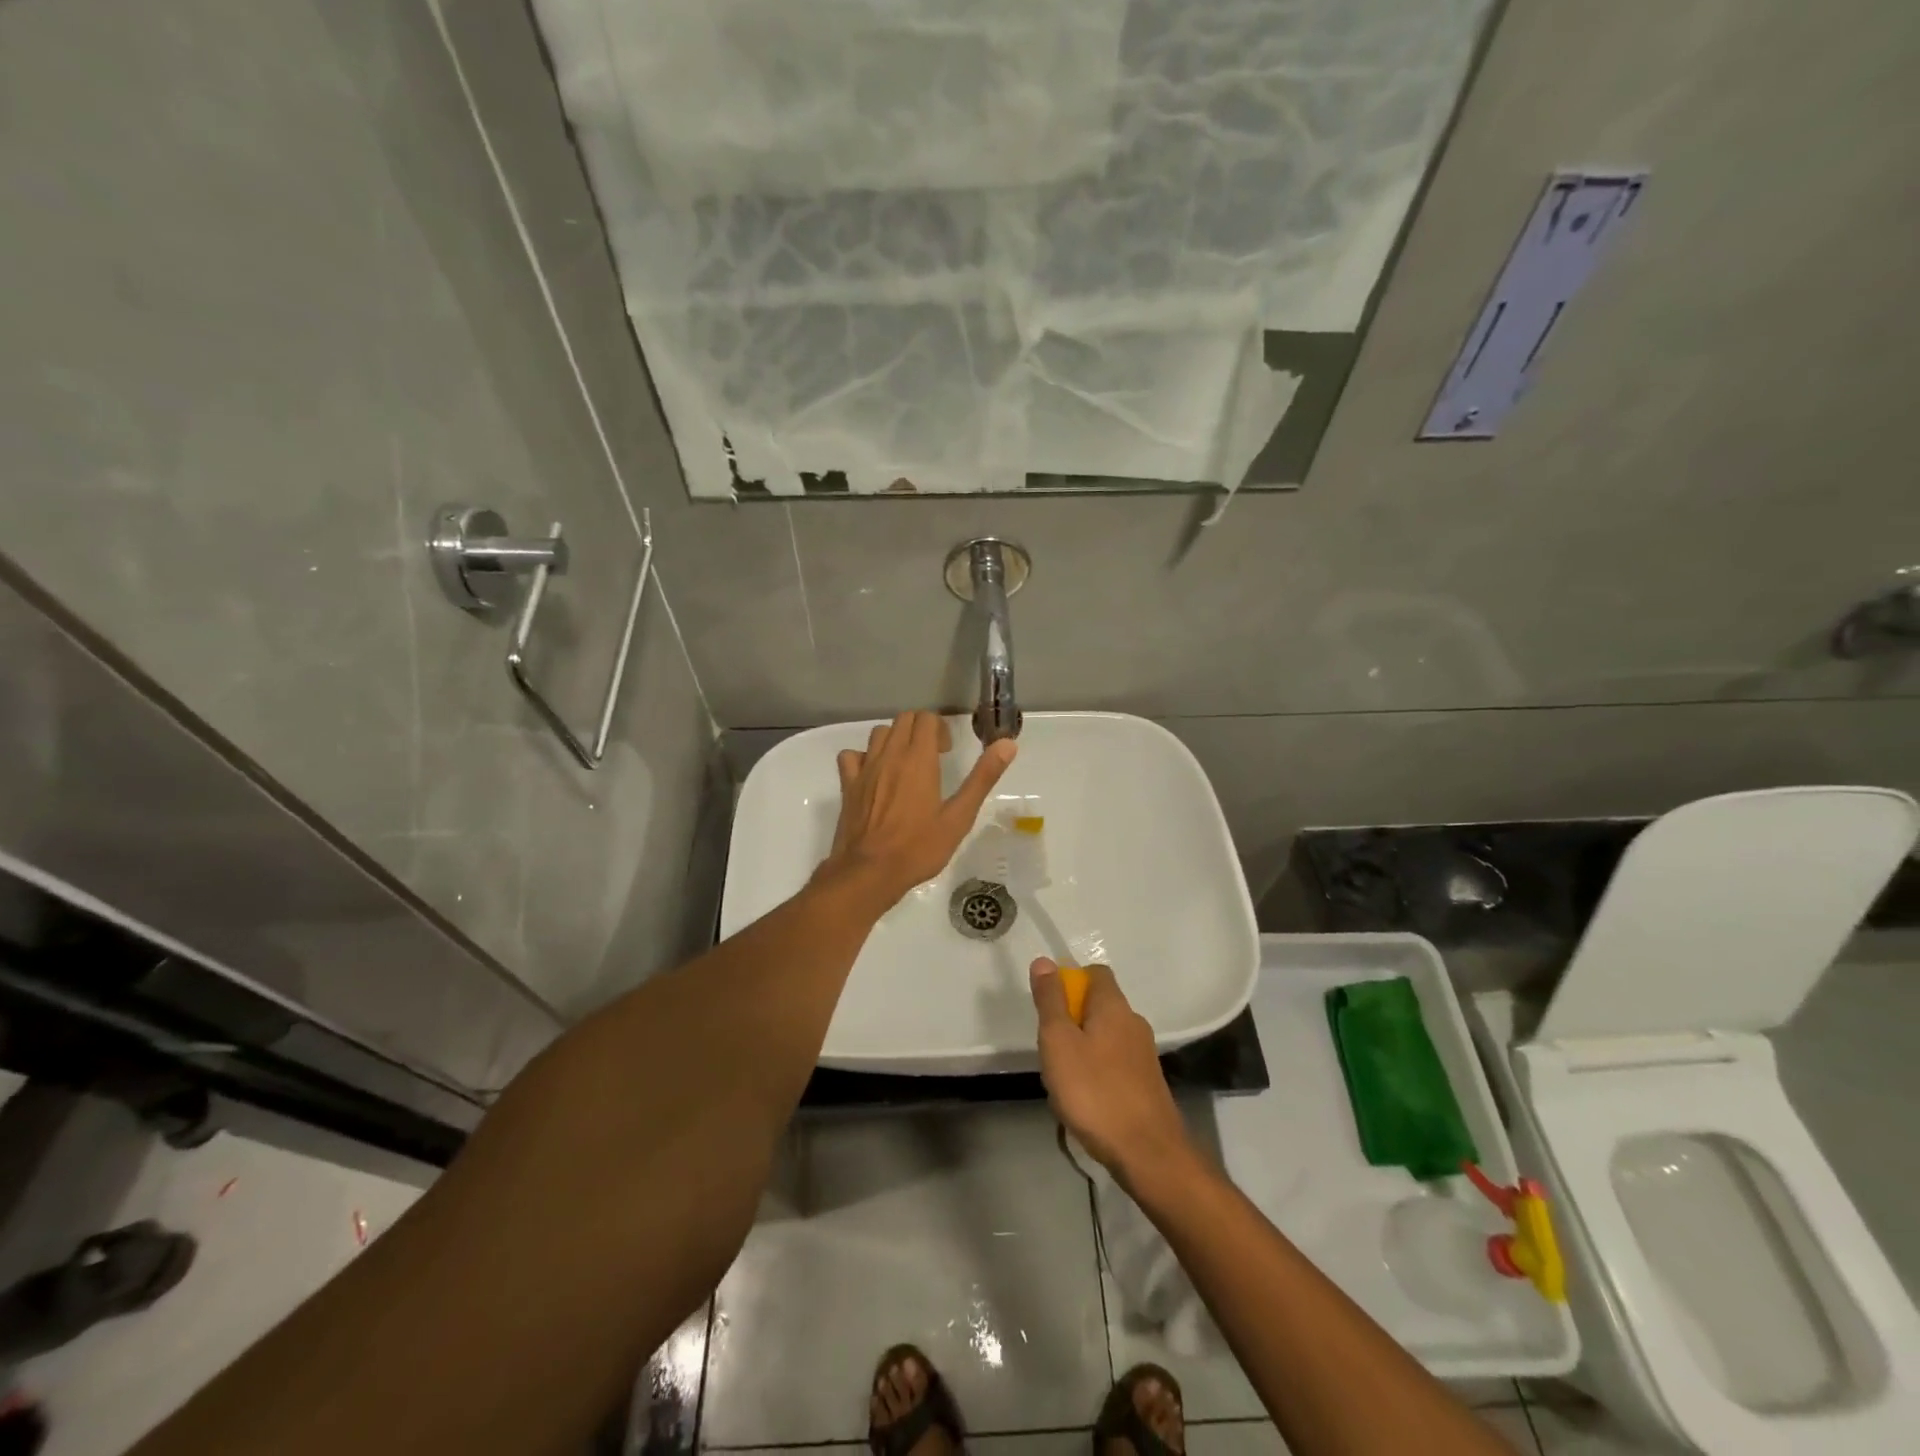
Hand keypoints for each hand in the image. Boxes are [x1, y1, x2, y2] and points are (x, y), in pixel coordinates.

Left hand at [814, 711, 1016, 911]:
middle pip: (903, 720)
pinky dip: (863, 758)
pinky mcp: (848, 785)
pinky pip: (852, 755)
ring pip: (878, 733)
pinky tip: (873, 776)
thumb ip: (982, 777)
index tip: (947, 753)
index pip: (927, 719)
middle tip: (932, 758)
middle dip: (920, 730)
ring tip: (905, 765)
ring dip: (894, 740)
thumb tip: (1007, 744)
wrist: (869, 872)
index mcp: (918, 759)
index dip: (940, 729)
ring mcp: (864, 768)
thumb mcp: (959, 816)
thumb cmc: (919, 847)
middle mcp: (889, 755)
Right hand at [1030, 958, 1192, 1185]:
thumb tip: (1044, 961)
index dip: (1070, 980)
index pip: (1095, 972)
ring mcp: (1144, 1055)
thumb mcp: (1059, 1042)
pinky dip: (1097, 1072)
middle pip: (1099, 1006)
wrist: (1148, 1153)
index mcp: (1114, 1006)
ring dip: (1082, 1049)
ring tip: (1063, 1080)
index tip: (1050, 1006)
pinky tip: (1085, 1100)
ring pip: (1105, 1037)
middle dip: (1071, 1020)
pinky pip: (1115, 1064)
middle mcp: (1134, 1023)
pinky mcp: (1147, 1083)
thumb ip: (1051, 1001)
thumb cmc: (1095, 1091)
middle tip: (1050, 1049)